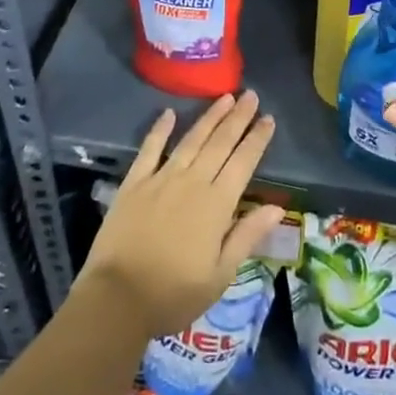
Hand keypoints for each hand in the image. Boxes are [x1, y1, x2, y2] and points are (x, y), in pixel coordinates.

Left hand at [79, 91, 285, 338]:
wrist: (117, 299)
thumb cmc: (174, 294)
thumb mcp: (220, 275)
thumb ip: (247, 236)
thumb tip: (277, 207)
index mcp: (216, 205)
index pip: (243, 162)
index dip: (257, 139)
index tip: (268, 118)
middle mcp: (192, 182)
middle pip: (220, 143)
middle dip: (238, 118)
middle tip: (251, 95)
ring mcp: (161, 179)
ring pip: (191, 139)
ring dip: (209, 117)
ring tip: (225, 97)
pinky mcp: (134, 183)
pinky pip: (150, 149)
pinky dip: (160, 129)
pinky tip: (169, 113)